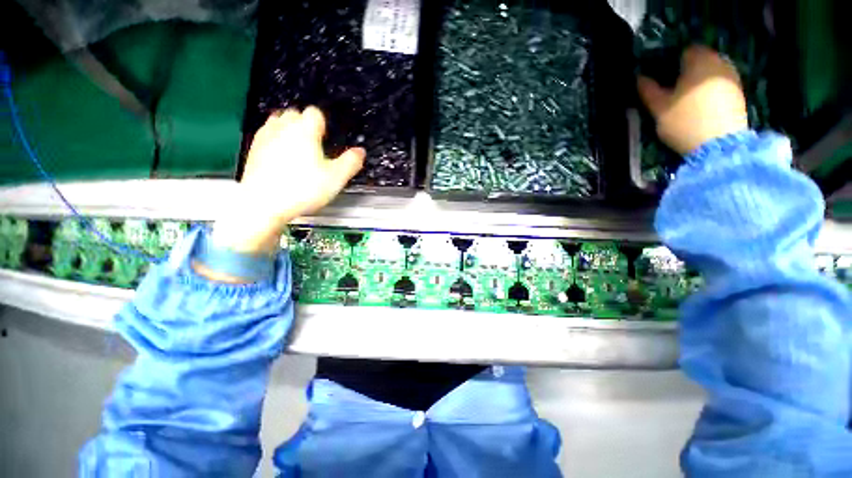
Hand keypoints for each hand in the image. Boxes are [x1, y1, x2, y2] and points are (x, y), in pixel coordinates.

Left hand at [212, 107, 364, 254]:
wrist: (263, 203)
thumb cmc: (303, 189)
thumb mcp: (336, 178)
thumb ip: (351, 162)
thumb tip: (360, 152)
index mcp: (305, 131)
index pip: (315, 113)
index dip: (323, 123)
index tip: (326, 137)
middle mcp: (283, 128)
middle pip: (295, 113)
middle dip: (305, 124)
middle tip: (314, 144)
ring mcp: (265, 137)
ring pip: (278, 122)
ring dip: (288, 130)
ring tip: (297, 148)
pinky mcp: (253, 149)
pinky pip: (266, 135)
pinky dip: (275, 140)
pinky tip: (280, 158)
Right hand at [638, 45, 747, 154]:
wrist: (719, 145)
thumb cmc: (685, 122)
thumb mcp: (659, 108)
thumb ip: (648, 90)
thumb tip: (639, 78)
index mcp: (698, 60)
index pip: (683, 51)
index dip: (671, 62)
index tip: (662, 76)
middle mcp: (719, 61)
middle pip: (700, 59)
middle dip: (686, 70)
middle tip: (672, 88)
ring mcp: (732, 77)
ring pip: (711, 71)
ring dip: (699, 80)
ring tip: (686, 98)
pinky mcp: (739, 92)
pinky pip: (720, 83)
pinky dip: (710, 89)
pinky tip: (701, 104)